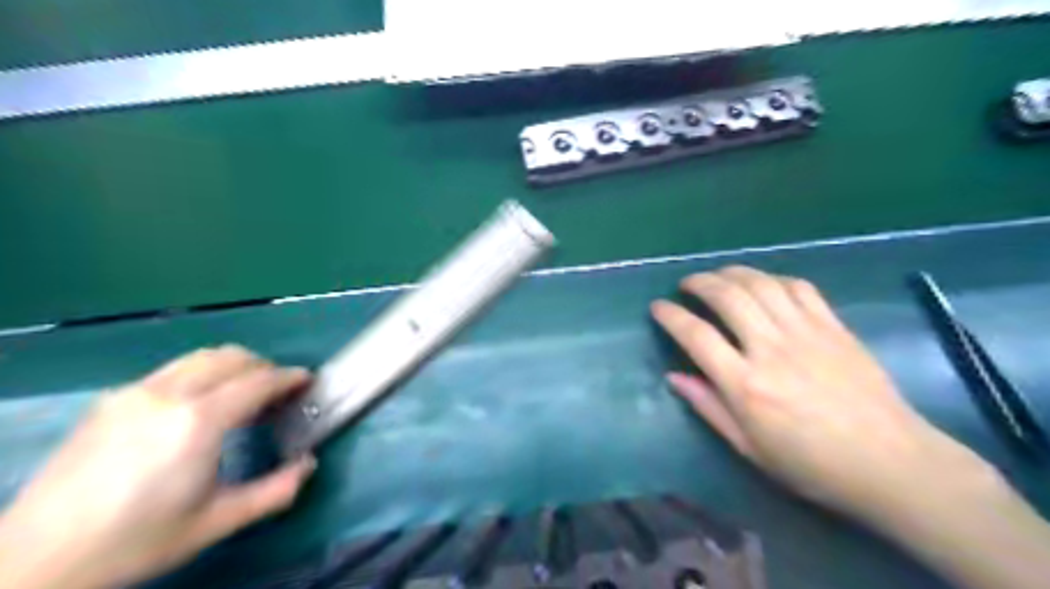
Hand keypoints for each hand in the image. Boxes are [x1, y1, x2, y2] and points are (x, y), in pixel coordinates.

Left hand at [0, 344, 311, 587]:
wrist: (37, 558)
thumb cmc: (139, 539)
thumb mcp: (218, 522)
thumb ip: (276, 491)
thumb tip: (310, 463)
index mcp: (199, 421)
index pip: (259, 381)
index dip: (289, 377)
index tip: (307, 381)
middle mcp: (169, 394)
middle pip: (233, 358)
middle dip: (264, 368)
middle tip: (277, 393)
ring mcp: (136, 392)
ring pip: (202, 357)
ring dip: (233, 366)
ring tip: (241, 394)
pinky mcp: (112, 399)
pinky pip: (173, 370)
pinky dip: (201, 375)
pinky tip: (197, 406)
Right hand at [654, 264, 1004, 518]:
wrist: (891, 463)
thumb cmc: (811, 464)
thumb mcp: (748, 447)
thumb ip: (708, 407)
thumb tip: (674, 377)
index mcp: (746, 385)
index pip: (696, 335)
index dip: (671, 315)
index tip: (658, 306)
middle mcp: (771, 349)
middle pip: (728, 297)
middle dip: (700, 282)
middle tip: (687, 284)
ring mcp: (806, 333)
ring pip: (761, 284)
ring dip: (732, 272)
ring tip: (718, 275)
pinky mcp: (834, 327)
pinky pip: (799, 287)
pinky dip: (774, 278)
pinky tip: (763, 283)